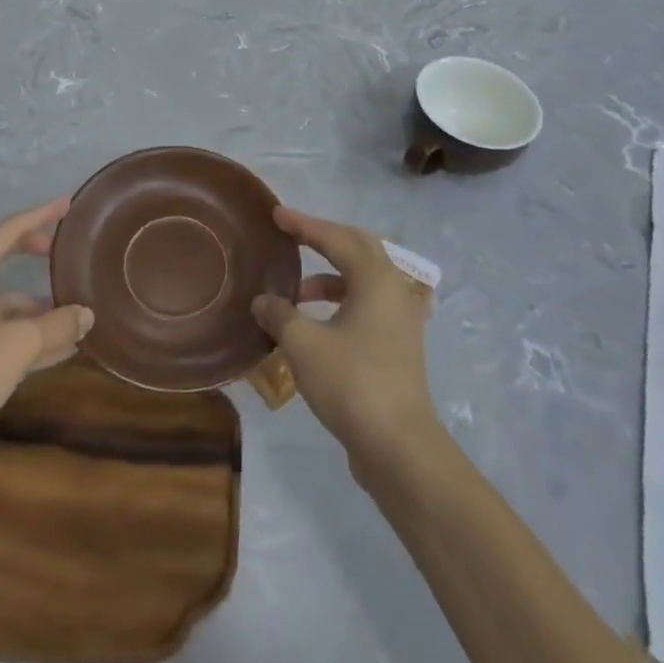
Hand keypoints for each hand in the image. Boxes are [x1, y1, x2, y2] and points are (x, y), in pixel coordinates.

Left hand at [0, 198, 92, 487]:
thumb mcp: (17, 344)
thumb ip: (57, 325)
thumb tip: (87, 314)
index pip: (7, 230)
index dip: (38, 215)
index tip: (66, 205)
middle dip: (30, 251)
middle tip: (60, 249)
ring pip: (3, 303)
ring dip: (36, 305)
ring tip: (75, 310)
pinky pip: (2, 335)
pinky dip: (30, 337)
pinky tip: (61, 350)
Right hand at [252, 207, 437, 477]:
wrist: (399, 447)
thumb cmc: (352, 384)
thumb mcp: (303, 345)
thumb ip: (280, 315)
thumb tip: (263, 301)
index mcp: (376, 279)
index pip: (336, 238)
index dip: (304, 224)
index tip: (276, 214)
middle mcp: (394, 290)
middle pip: (358, 248)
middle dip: (324, 239)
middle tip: (292, 235)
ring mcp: (401, 319)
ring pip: (363, 279)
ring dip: (329, 277)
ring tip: (296, 292)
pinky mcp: (398, 345)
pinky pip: (367, 304)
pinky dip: (340, 301)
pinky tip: (316, 322)